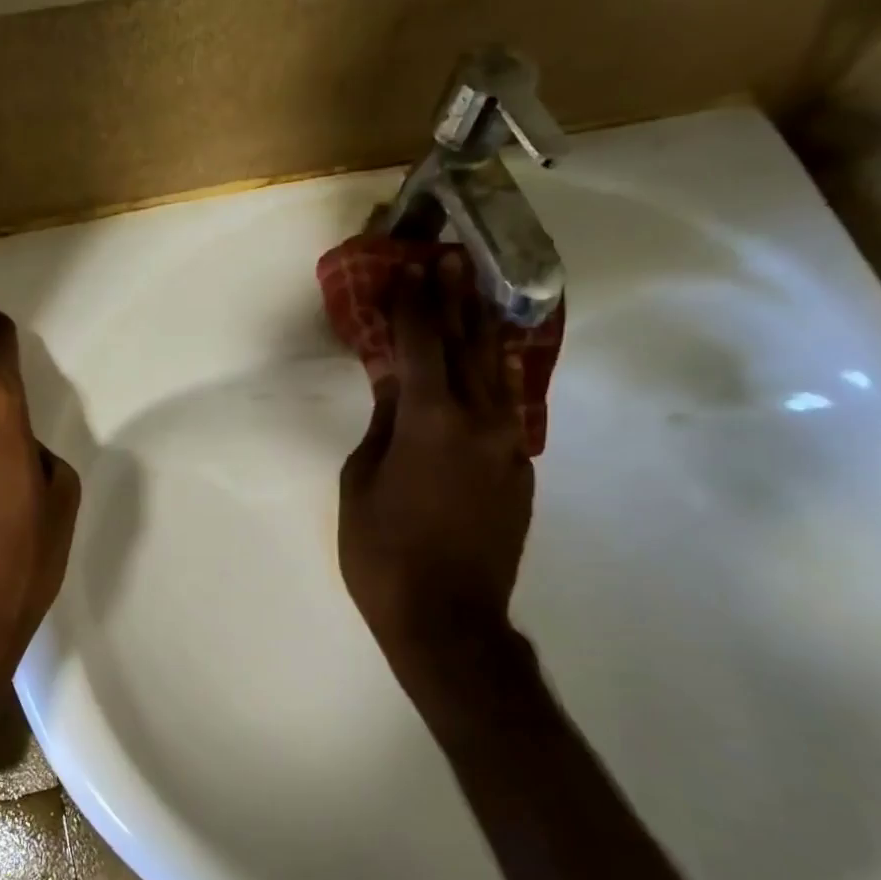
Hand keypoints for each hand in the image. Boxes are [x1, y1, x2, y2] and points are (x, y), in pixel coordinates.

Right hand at [338, 261, 533, 675]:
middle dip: (456, 300)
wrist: (448, 619)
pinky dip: (495, 377)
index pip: (422, 345)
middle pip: (467, 346)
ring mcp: (507, 445)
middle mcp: (479, 421)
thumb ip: (382, 425)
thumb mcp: (361, 482)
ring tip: (477, 296)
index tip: (407, 270)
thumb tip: (396, 386)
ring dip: (484, 330)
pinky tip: (489, 364)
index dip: (413, 305)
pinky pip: (507, 408)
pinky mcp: (519, 470)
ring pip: (498, 373)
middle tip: (453, 260)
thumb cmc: (383, 552)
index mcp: (430, 420)